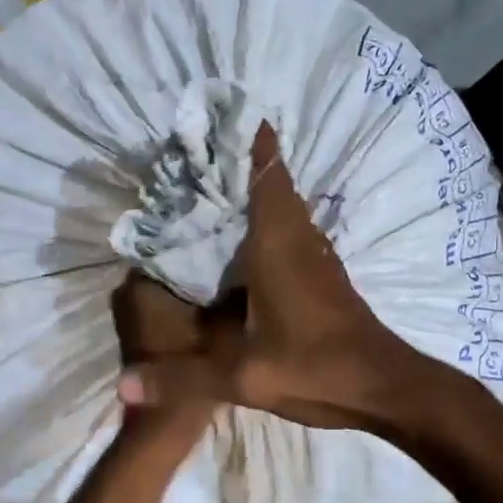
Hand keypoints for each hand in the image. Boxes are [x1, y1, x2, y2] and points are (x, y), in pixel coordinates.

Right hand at [116, 122, 430, 430]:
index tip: (227, 114)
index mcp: (279, 246)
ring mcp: (317, 259)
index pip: (268, 177)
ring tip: (215, 190)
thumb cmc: (314, 368)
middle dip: (245, 165)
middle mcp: (300, 241)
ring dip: (259, 194)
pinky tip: (245, 245)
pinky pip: (293, 235)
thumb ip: (182, 379)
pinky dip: (270, 225)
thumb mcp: (242, 376)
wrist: (381, 388)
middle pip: (275, 187)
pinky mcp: (325, 278)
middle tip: (202, 153)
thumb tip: (121, 384)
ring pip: (286, 211)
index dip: (252, 143)